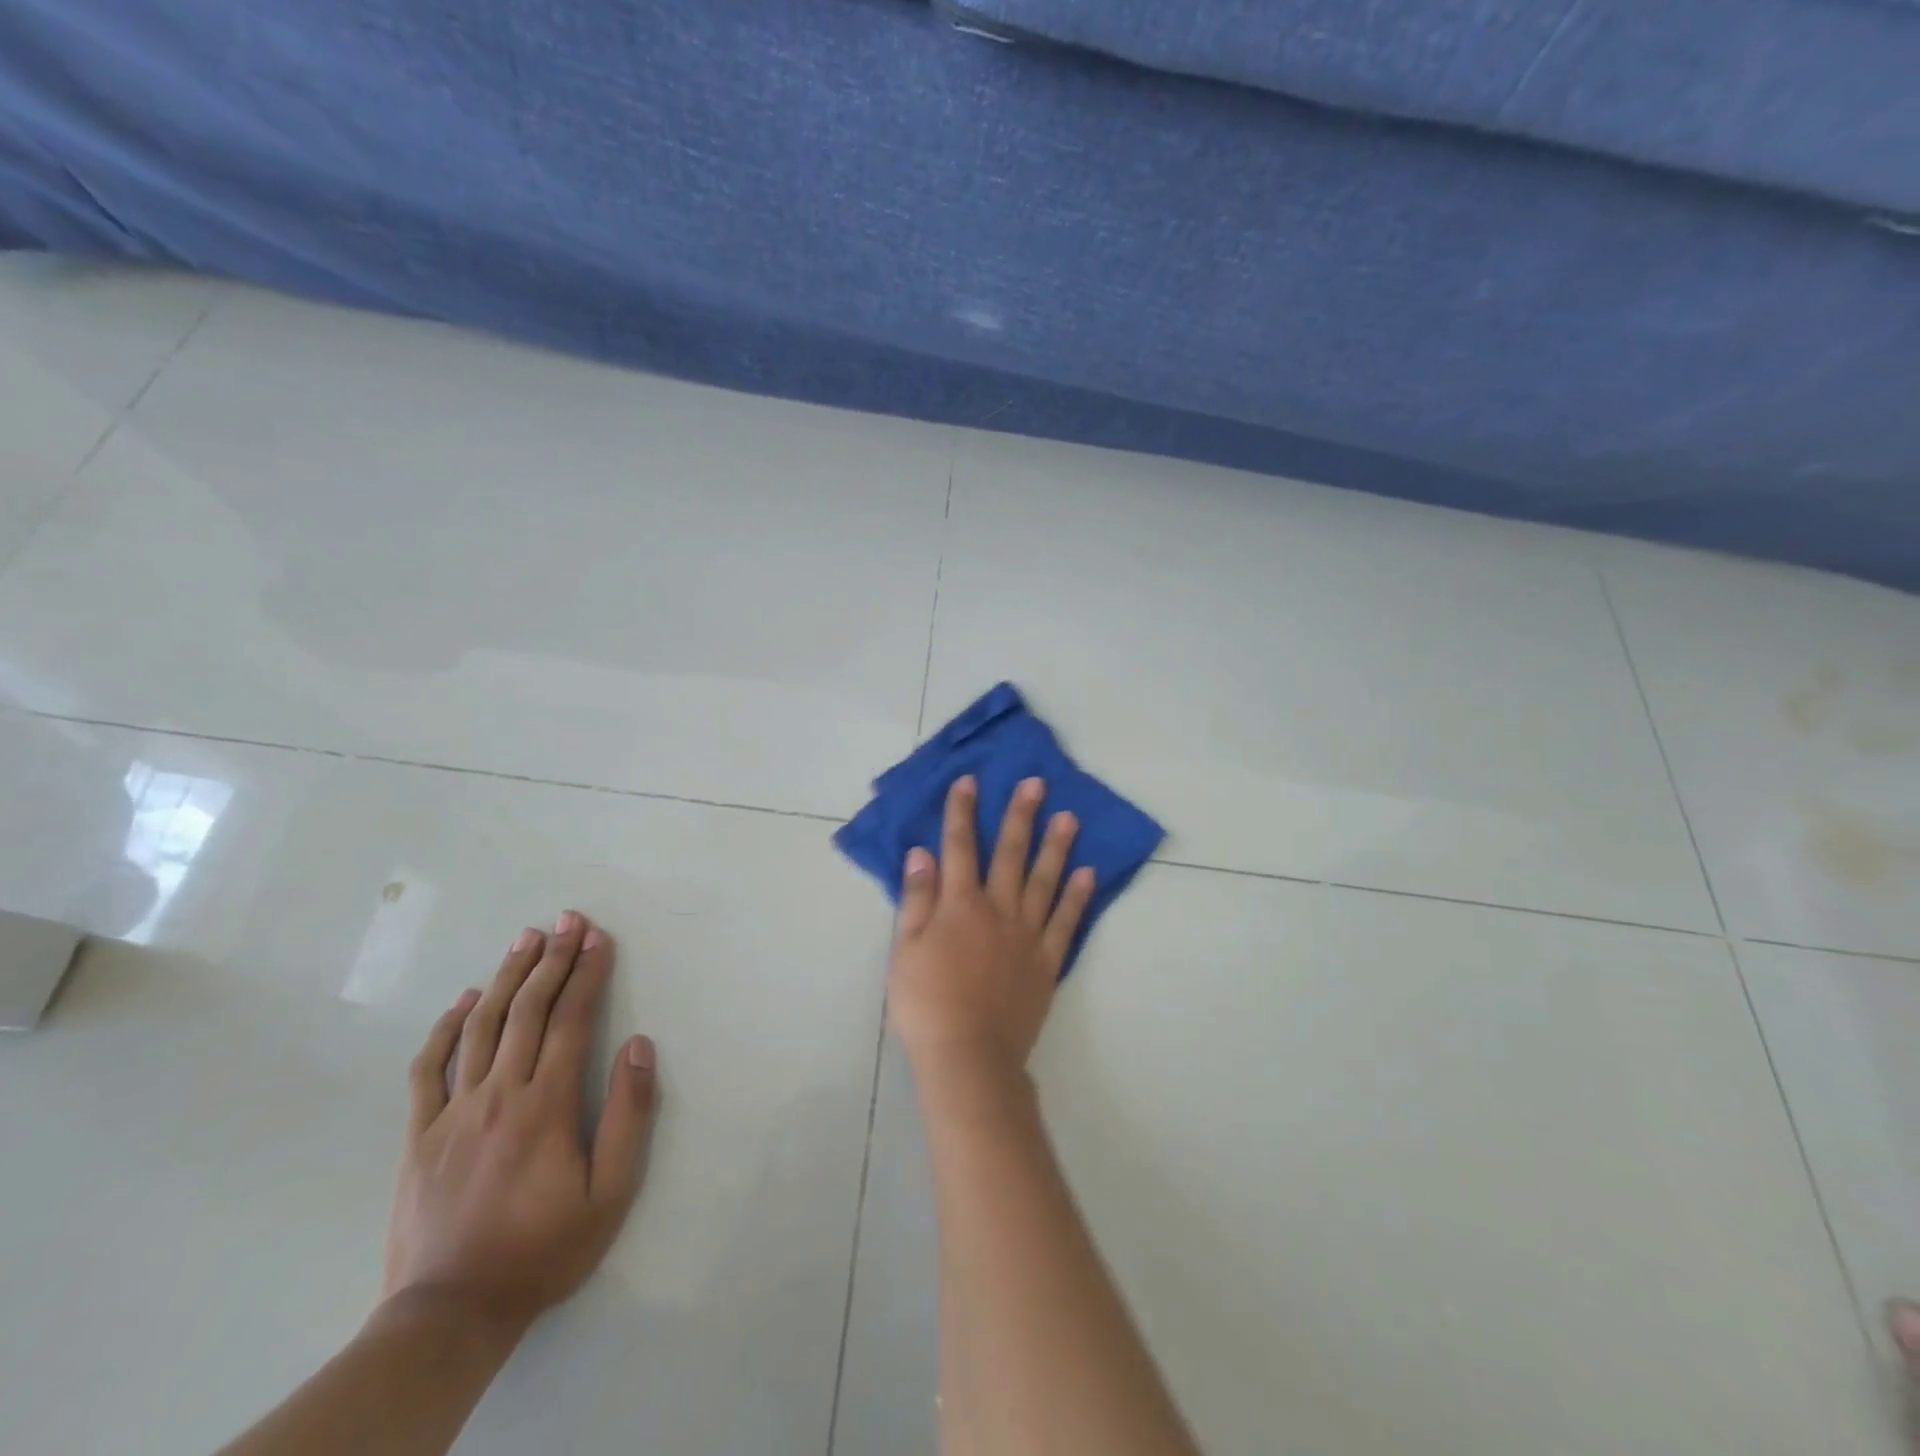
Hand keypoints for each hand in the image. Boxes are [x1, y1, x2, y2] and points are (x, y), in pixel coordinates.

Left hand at [384, 912, 657, 1337]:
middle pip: (527, 1010)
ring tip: (525, 940)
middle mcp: (498, 1094)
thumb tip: (637, 1045)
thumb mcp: (610, 1191)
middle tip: (568, 920)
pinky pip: (428, 1068)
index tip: (600, 937)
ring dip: (505, 977)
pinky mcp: (419, 1135)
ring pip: (479, 1027)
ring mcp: (452, 1112)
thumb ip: (628, 1114)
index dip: (588, 973)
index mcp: (545, 1105)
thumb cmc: (544, 1249)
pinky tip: (462, 1000)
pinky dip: (445, 1028)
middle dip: (552, 959)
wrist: (450, 1314)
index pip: (571, 1020)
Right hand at [888, 775, 1094, 1079]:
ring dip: (1056, 846)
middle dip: (1020, 815)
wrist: (968, 1057)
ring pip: (1044, 880)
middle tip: (1036, 783)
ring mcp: (1027, 934)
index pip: (959, 847)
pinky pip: (1065, 922)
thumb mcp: (904, 950)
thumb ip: (917, 899)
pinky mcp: (1047, 961)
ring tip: (1069, 817)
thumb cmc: (926, 1004)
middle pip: (1010, 854)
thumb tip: (922, 853)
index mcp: (959, 905)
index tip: (970, 781)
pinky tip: (1086, 874)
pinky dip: (1076, 897)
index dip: (963, 812)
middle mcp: (998, 909)